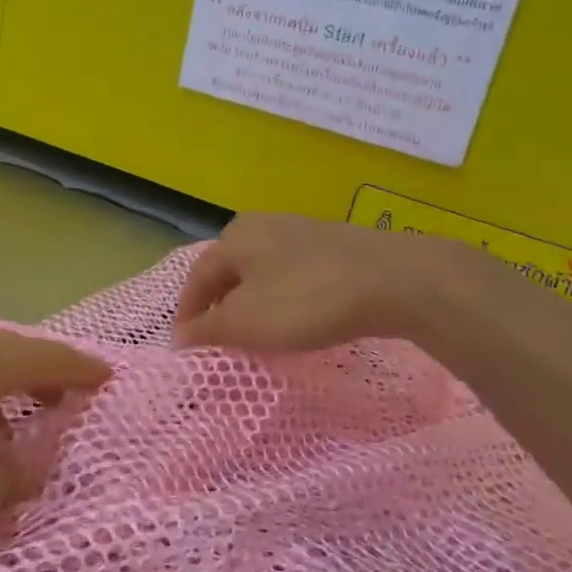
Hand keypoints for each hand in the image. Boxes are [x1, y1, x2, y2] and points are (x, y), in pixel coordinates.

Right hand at [174, 212, 458, 352]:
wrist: (392, 280)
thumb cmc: (304, 300)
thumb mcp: (245, 322)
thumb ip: (207, 330)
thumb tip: (179, 337)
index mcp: (233, 238)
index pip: (196, 279)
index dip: (188, 314)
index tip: (186, 346)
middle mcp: (261, 225)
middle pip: (228, 271)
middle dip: (220, 305)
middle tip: (220, 338)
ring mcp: (300, 231)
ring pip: (261, 271)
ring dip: (253, 302)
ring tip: (257, 332)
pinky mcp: (333, 245)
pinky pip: (293, 273)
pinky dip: (283, 296)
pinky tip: (296, 316)